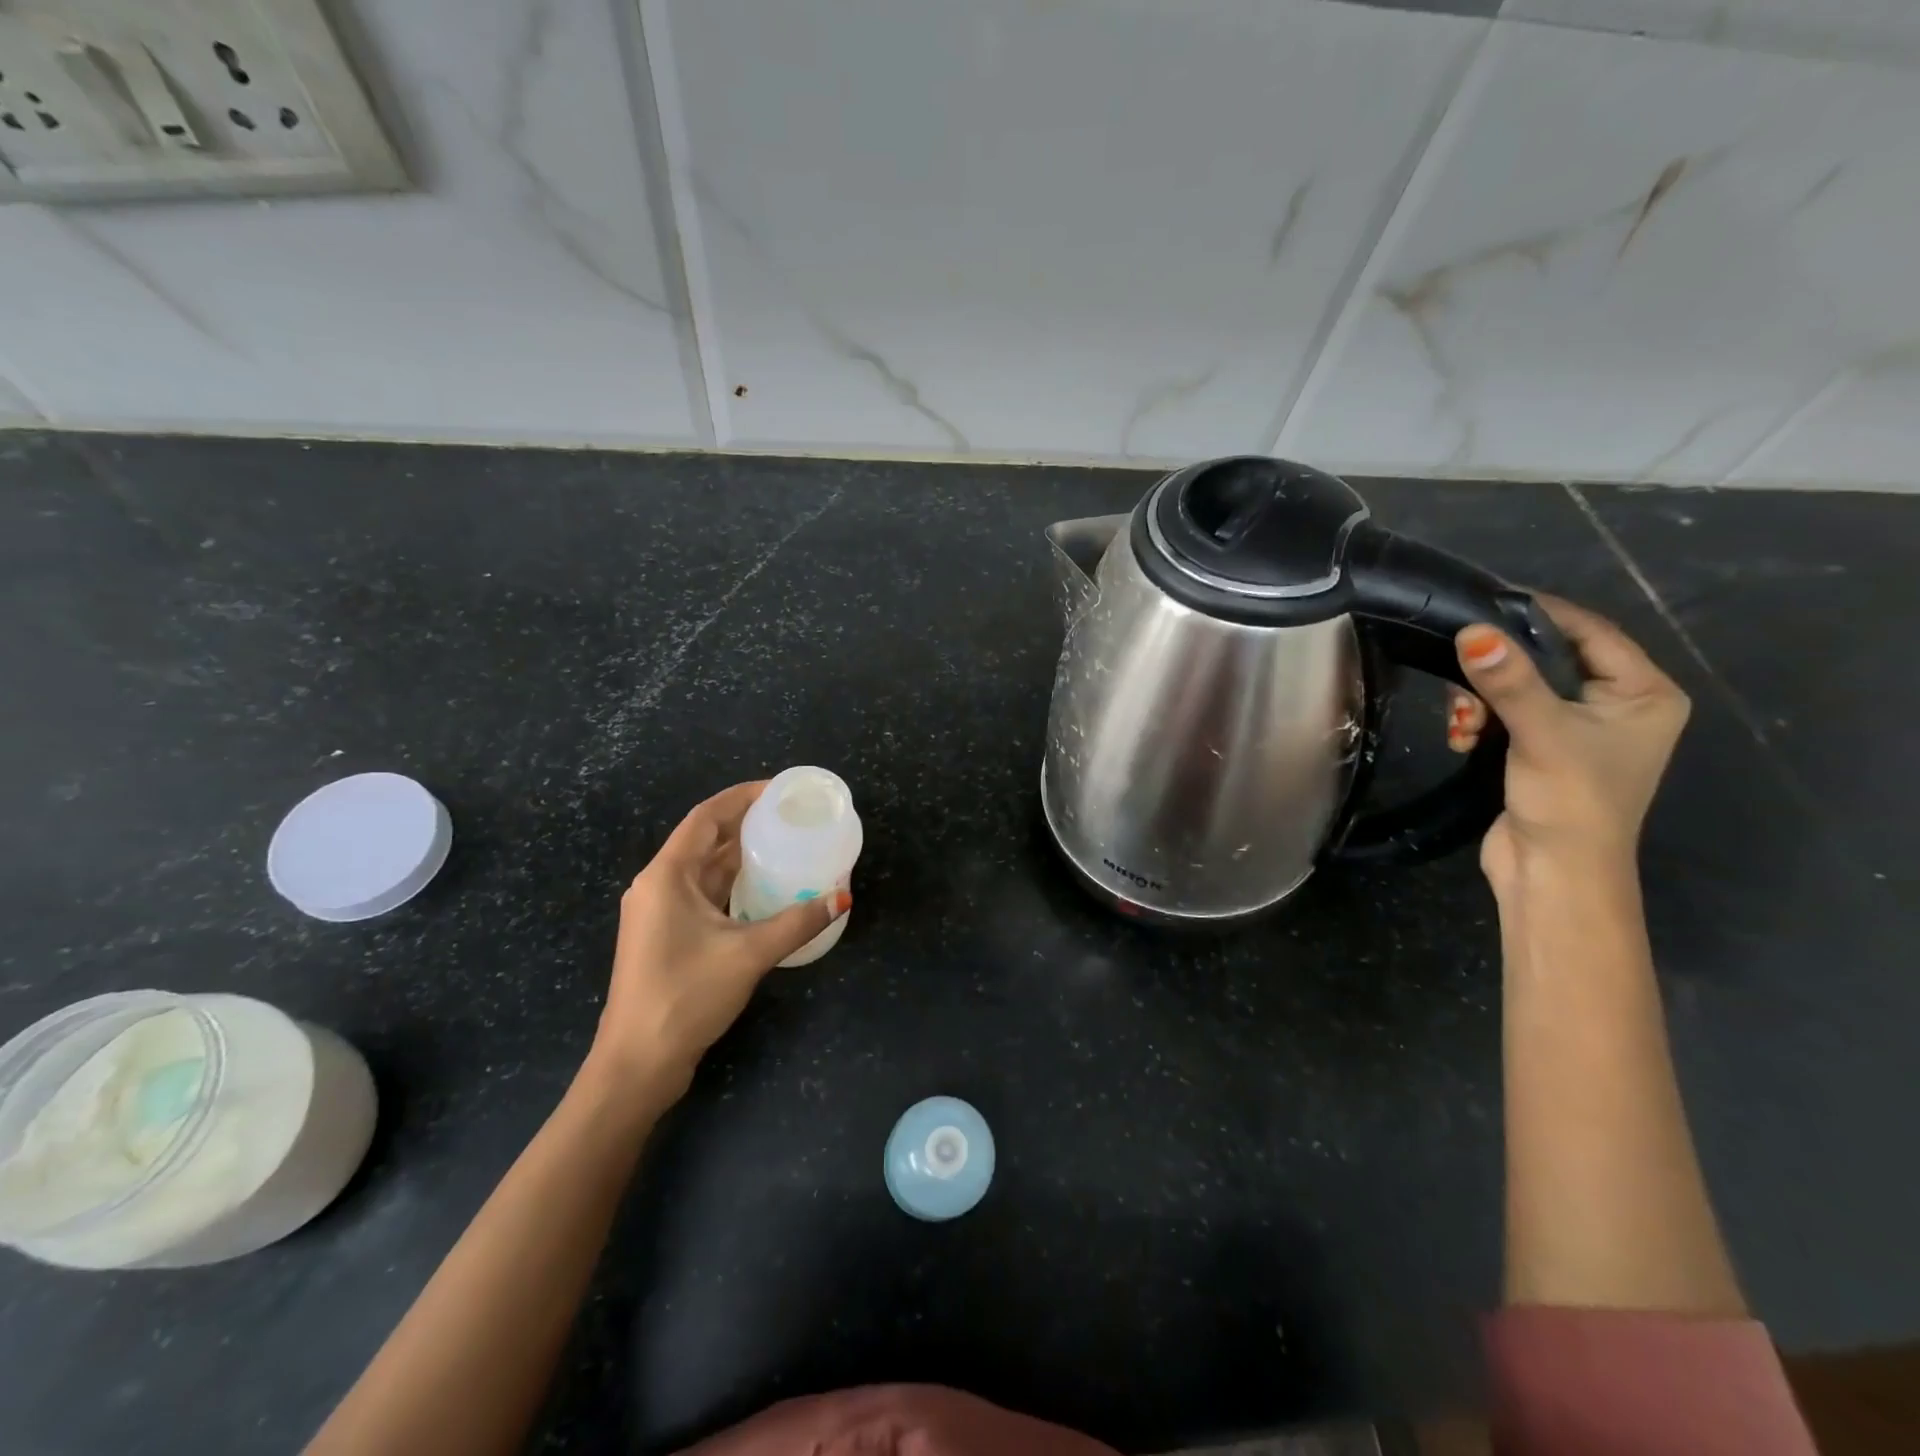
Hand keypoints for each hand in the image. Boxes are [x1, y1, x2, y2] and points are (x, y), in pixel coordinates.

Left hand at [589, 781, 848, 1099]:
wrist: (637, 1063)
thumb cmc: (685, 996)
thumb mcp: (748, 954)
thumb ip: (797, 922)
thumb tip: (841, 898)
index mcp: (667, 876)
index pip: (706, 817)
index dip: (742, 797)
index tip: (780, 790)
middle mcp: (658, 885)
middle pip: (705, 839)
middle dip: (746, 824)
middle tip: (791, 816)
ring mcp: (659, 912)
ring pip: (705, 869)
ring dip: (741, 855)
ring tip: (785, 843)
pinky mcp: (667, 936)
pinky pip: (704, 894)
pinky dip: (733, 884)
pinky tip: (765, 887)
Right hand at [1447, 596, 1688, 895]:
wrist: (1552, 875)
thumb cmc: (1569, 801)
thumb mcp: (1541, 733)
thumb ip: (1509, 680)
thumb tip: (1472, 631)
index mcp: (1643, 695)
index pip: (1591, 632)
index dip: (1539, 615)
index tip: (1485, 603)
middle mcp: (1616, 707)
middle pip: (1547, 660)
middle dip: (1497, 670)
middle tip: (1462, 682)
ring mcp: (1577, 731)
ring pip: (1518, 688)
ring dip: (1480, 701)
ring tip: (1460, 724)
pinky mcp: (1539, 751)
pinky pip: (1505, 715)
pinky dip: (1479, 721)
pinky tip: (1461, 738)